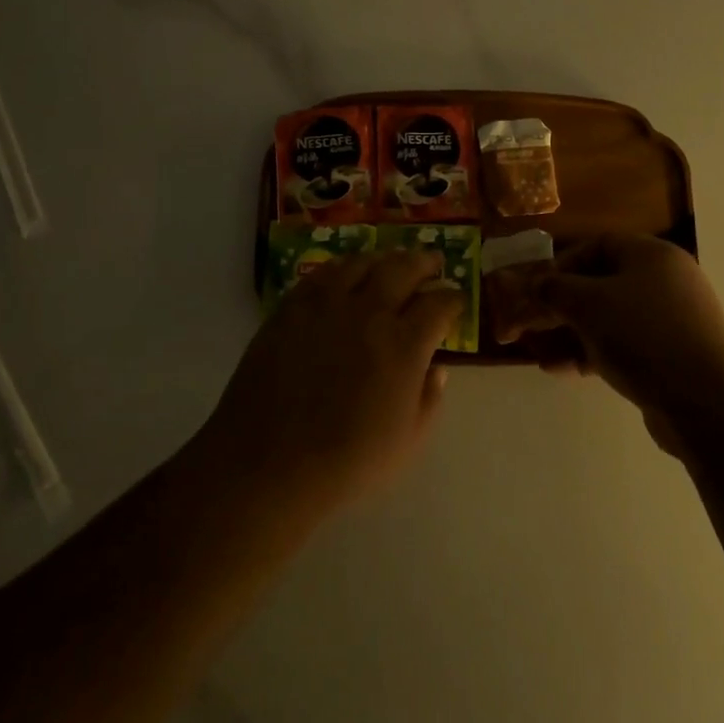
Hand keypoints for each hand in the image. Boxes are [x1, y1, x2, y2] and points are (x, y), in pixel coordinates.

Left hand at [198, 250, 459, 515]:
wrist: (267, 463)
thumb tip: (437, 368)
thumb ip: (429, 399)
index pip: (439, 304)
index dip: (453, 298)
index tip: (456, 300)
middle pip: (404, 268)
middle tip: (432, 263)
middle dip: (424, 262)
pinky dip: (342, 268)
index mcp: (404, 344)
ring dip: (384, 259)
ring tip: (390, 263)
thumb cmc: (345, 462)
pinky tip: (345, 274)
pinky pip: (322, 274)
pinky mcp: (291, 308)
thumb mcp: (407, 442)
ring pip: (362, 263)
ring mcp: (326, 305)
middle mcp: (369, 313)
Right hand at [529, 235, 723, 451]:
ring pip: (609, 318)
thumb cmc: (642, 336)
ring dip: (571, 334)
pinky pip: (624, 344)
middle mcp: (666, 280)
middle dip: (560, 306)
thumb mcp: (587, 305)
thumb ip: (554, 289)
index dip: (561, 264)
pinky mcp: (672, 355)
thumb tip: (535, 284)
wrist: (704, 403)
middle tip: (530, 325)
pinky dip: (593, 352)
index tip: (536, 289)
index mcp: (652, 255)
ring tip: (540, 355)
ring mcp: (672, 319)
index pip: (597, 245)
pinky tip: (564, 371)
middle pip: (600, 284)